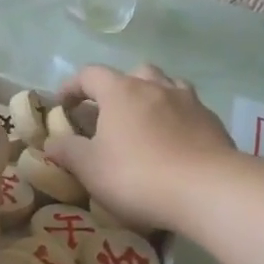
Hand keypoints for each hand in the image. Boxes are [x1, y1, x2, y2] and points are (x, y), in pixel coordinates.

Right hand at [44, 64, 234, 233]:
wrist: (207, 189)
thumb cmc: (137, 175)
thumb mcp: (90, 168)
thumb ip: (67, 151)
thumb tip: (51, 142)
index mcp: (121, 91)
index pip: (90, 74)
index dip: (72, 86)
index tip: (63, 104)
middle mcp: (156, 87)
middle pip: (133, 73)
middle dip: (118, 88)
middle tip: (110, 113)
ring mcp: (189, 102)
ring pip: (167, 86)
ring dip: (152, 98)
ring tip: (146, 123)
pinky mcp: (213, 122)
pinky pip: (189, 111)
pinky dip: (177, 120)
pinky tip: (175, 144)